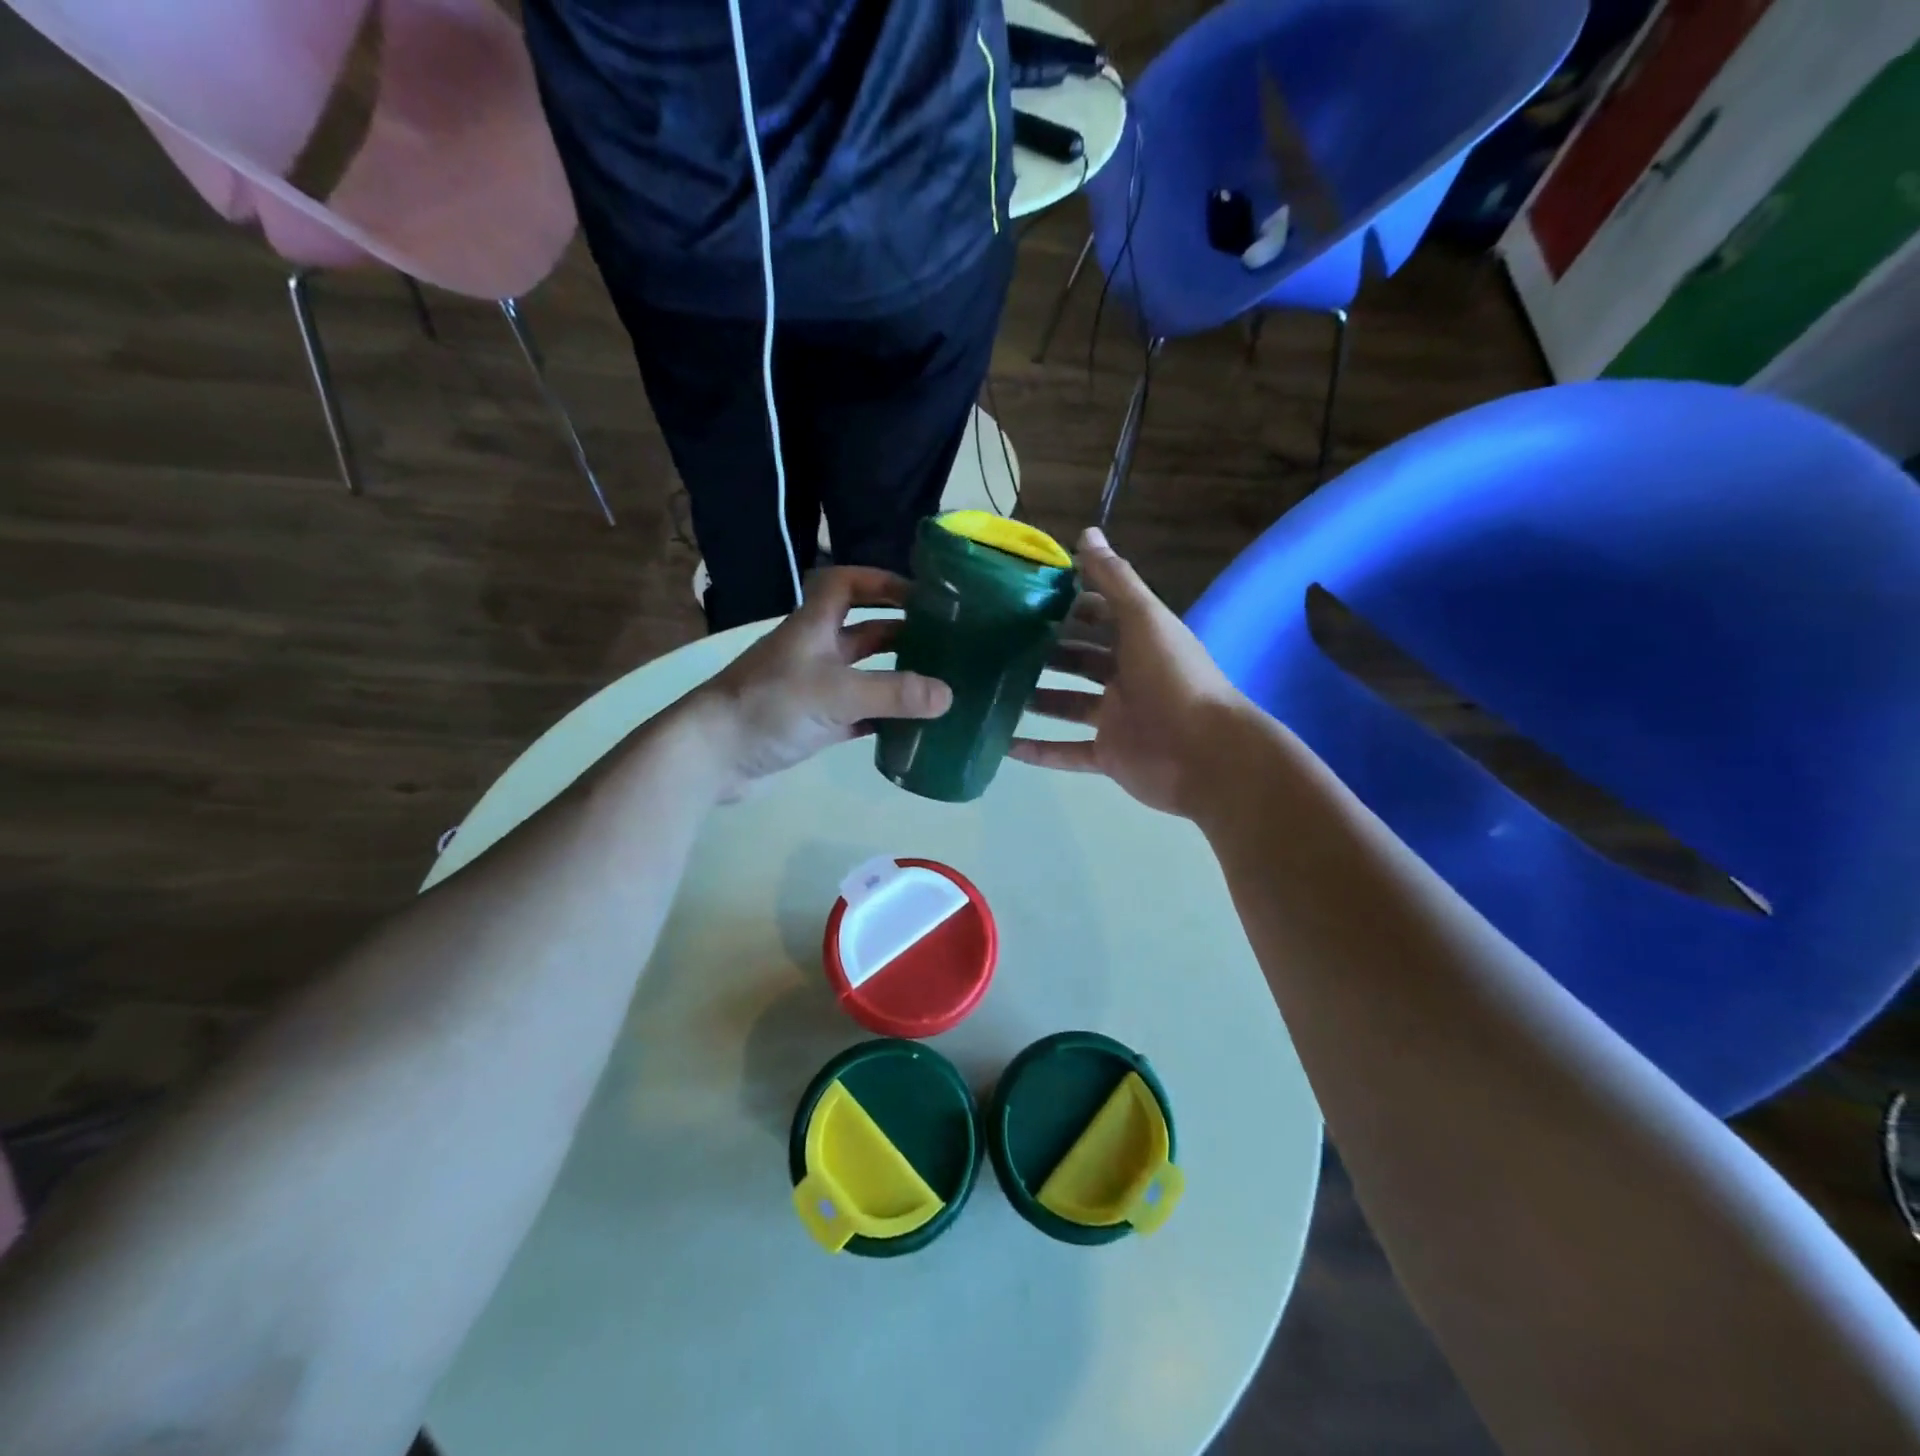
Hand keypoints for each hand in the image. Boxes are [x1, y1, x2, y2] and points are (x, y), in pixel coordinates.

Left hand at [691, 566, 951, 791]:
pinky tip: (908, 728)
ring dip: (894, 677)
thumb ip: (893, 693)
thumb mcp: (836, 693)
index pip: (845, 583)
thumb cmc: (769, 706)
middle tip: (944, 644)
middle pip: (863, 630)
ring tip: (937, 685)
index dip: (881, 581)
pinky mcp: (811, 723)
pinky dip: (881, 718)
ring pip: (862, 674)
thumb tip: (949, 695)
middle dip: (901, 632)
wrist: (711, 755)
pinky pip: (855, 714)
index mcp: (814, 625)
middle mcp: (814, 650)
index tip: (921, 594)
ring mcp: (812, 688)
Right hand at [1009, 529, 1248, 818]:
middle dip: (1045, 651)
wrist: (1204, 752)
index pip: (1100, 615)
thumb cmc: (1173, 677)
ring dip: (1036, 698)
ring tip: (994, 688)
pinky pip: (1066, 752)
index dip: (1069, 604)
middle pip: (1079, 659)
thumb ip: (1115, 579)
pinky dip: (1038, 751)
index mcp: (1139, 641)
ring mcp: (1116, 718)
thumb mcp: (1145, 619)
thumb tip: (1087, 533)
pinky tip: (1004, 746)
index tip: (1026, 595)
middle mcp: (1126, 676)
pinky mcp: (1108, 755)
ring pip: (1067, 704)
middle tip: (998, 642)